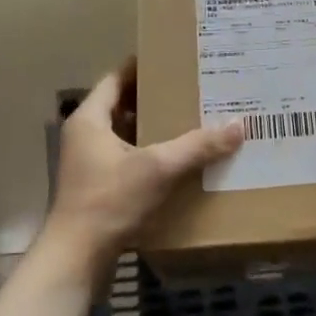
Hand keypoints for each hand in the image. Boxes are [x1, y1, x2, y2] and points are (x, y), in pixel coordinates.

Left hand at [46, 62, 242, 264]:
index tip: (172, 58)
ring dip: (154, 128)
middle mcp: (85, 136)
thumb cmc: (110, 201)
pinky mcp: (98, 187)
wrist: (77, 257)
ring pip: (126, 134)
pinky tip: (178, 159)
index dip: (142, 67)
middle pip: (123, 106)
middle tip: (191, 88)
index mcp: (90, 120)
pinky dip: (150, 154)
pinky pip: (128, 159)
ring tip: (191, 119)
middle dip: (155, 97)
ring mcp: (89, 163)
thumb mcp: (158, 168)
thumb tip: (238, 125)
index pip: (115, 79)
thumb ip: (198, 146)